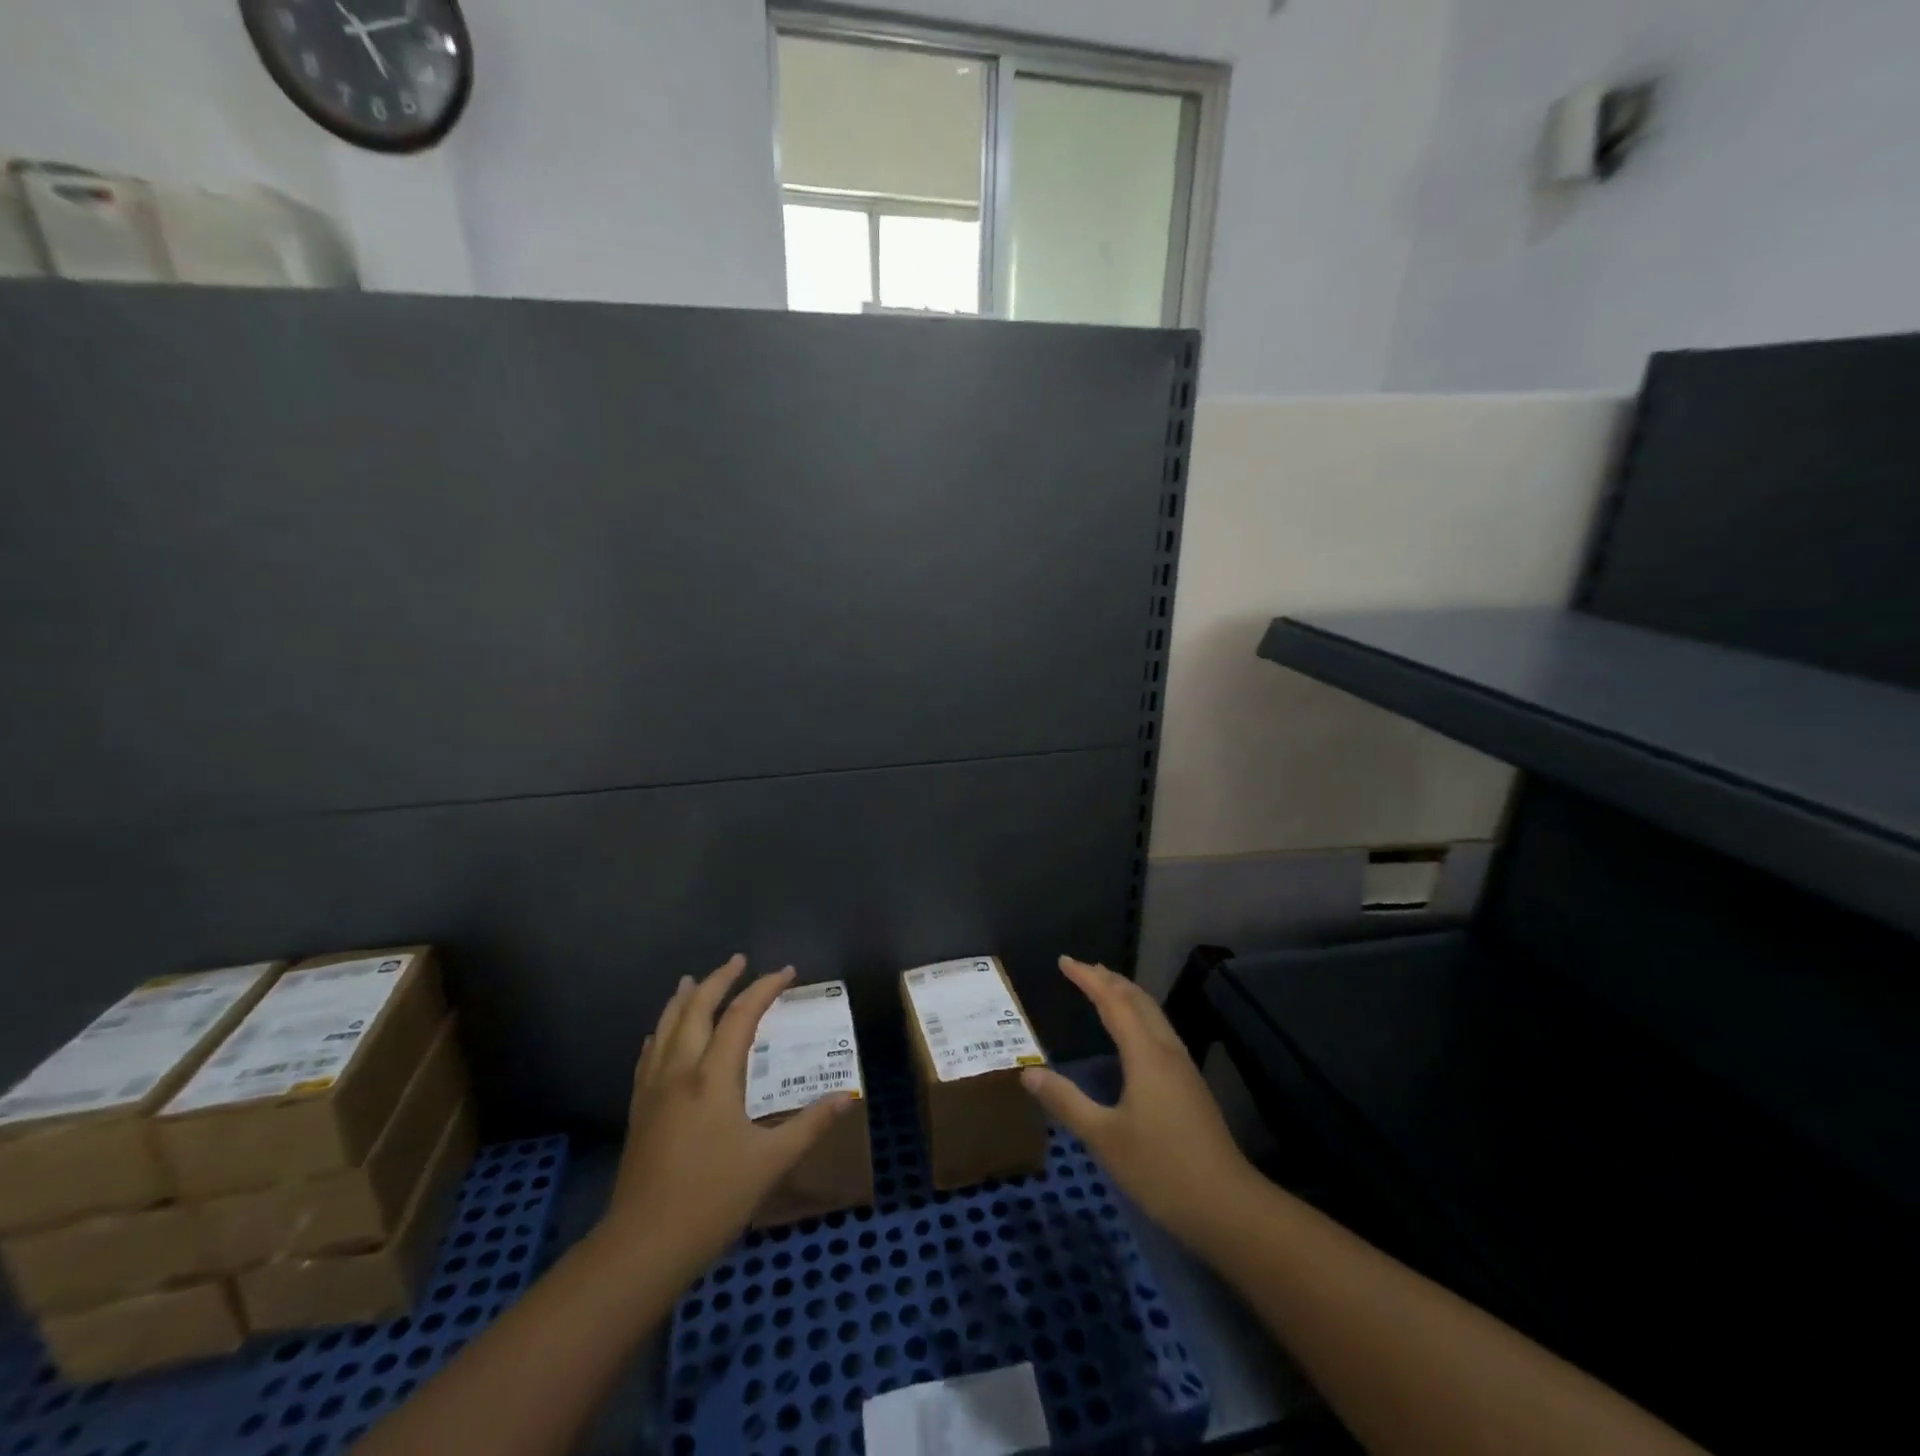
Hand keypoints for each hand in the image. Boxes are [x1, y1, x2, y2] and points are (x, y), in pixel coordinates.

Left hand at [596, 956, 854, 1281]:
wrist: (641, 1247)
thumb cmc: (712, 1201)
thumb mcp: (770, 1163)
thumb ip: (810, 1125)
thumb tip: (848, 1097)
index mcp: (713, 1077)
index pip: (740, 1016)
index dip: (764, 988)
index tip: (788, 971)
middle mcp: (679, 1071)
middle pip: (696, 1009)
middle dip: (719, 979)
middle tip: (739, 960)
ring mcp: (653, 1089)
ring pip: (666, 1027)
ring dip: (684, 998)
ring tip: (693, 979)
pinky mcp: (639, 1109)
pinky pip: (649, 1055)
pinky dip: (661, 1032)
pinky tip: (660, 1033)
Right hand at [1021, 956, 1258, 1248]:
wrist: (1227, 1206)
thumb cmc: (1161, 1169)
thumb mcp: (1104, 1138)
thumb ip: (1066, 1102)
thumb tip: (1028, 1073)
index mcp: (1146, 1054)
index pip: (1113, 1002)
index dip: (1088, 979)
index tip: (1064, 961)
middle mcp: (1166, 1051)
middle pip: (1138, 1000)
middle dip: (1109, 979)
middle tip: (1082, 968)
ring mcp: (1182, 1068)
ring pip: (1153, 1014)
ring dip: (1127, 995)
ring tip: (1105, 988)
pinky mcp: (1190, 1086)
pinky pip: (1160, 1031)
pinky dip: (1139, 1016)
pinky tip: (1133, 1035)